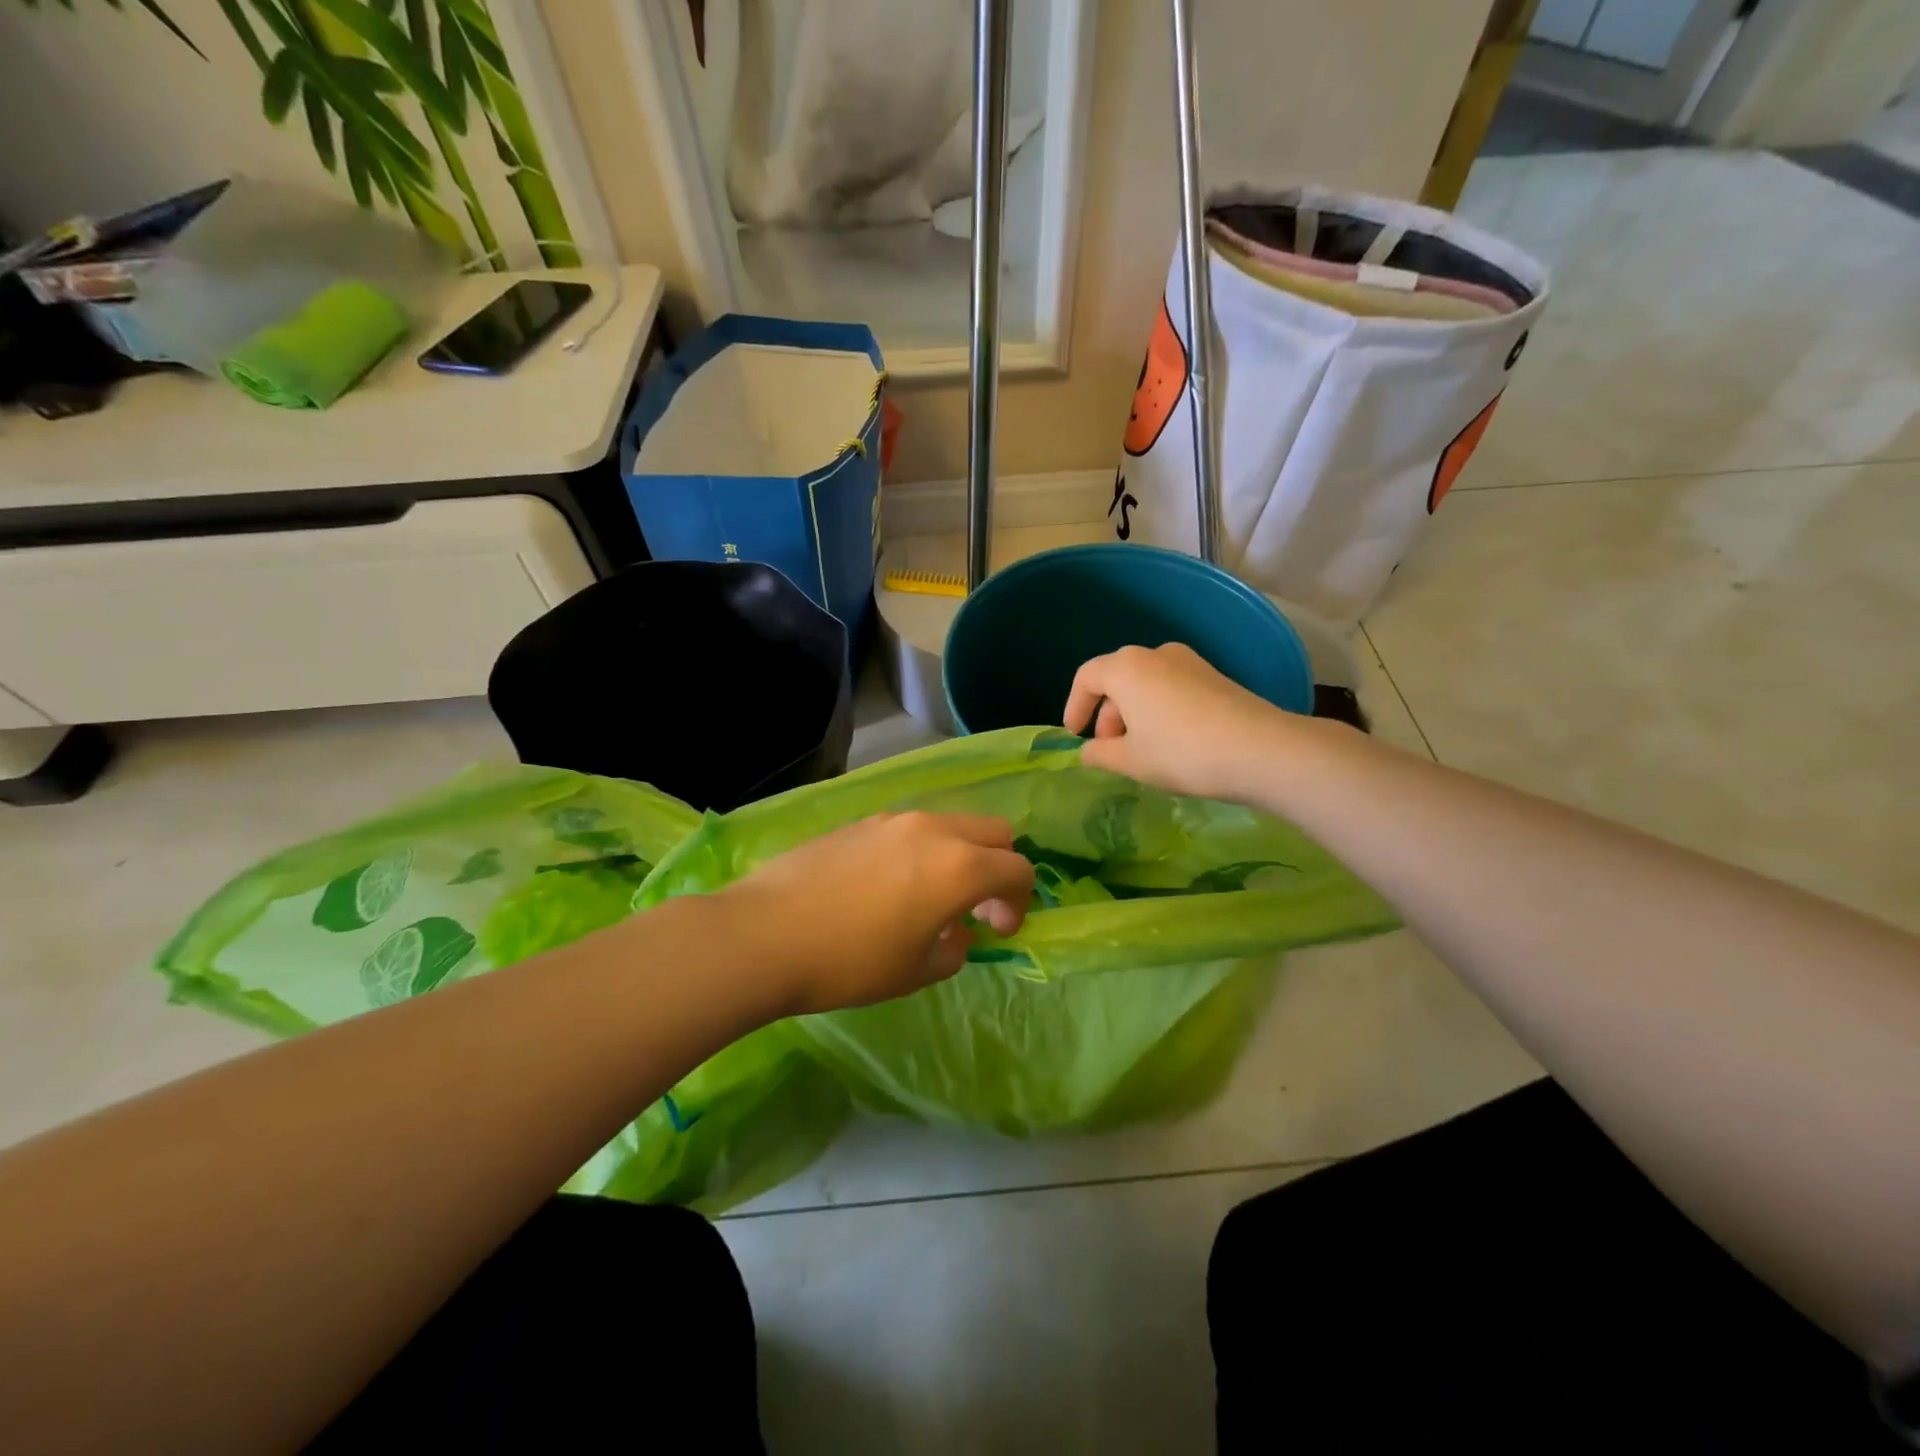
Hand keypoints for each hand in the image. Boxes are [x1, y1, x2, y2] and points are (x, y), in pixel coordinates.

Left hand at [719, 813, 1034, 1015]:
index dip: (1020, 902)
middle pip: (993, 831)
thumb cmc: (849, 962)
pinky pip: (910, 829)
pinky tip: (888, 888)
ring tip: (930, 899)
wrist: (763, 935)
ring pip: (949, 825)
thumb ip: (951, 950)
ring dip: (958, 856)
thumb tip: (955, 934)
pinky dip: (921, 851)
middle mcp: (932, 830)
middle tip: (977, 908)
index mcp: (958, 866)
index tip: (999, 931)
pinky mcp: (859, 822)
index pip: (1017, 869)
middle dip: (999, 866)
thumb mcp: (914, 972)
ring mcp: (892, 820)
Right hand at [1063, 643, 1301, 801]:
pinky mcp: (1214, 676)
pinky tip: (1170, 742)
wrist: (1260, 750)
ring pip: (1145, 684)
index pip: (1086, 678)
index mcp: (1126, 667)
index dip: (1074, 706)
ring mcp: (1189, 662)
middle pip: (1117, 679)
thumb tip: (1088, 751)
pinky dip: (1159, 710)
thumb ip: (1100, 754)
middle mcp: (1155, 654)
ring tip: (1139, 750)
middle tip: (1108, 750)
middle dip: (1106, 714)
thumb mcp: (1130, 761)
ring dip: (1133, 714)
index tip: (1074, 736)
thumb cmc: (1181, 752)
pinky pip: (1171, 688)